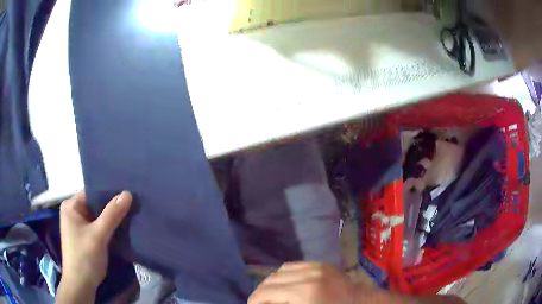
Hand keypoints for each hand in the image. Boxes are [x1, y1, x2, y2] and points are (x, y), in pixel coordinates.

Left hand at [57, 191, 131, 301]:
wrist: (81, 285)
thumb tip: (127, 193)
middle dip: (112, 207)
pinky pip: (99, 227)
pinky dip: (110, 228)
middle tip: (131, 203)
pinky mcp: (86, 237)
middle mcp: (74, 212)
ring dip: (112, 218)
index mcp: (71, 206)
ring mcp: (79, 226)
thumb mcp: (98, 235)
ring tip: (130, 213)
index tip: (127, 193)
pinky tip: (122, 228)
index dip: (109, 193)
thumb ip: (112, 215)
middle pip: (95, 205)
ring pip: (98, 217)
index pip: (91, 193)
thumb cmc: (84, 257)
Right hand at [248, 262, 357, 303]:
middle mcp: (308, 275)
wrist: (359, 302)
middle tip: (258, 301)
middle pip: (273, 279)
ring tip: (270, 293)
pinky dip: (285, 274)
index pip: (268, 291)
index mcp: (305, 292)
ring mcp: (316, 267)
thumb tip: (265, 302)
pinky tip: (285, 283)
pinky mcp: (322, 264)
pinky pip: (295, 265)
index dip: (255, 299)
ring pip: (282, 270)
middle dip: (261, 290)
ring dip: (272, 281)